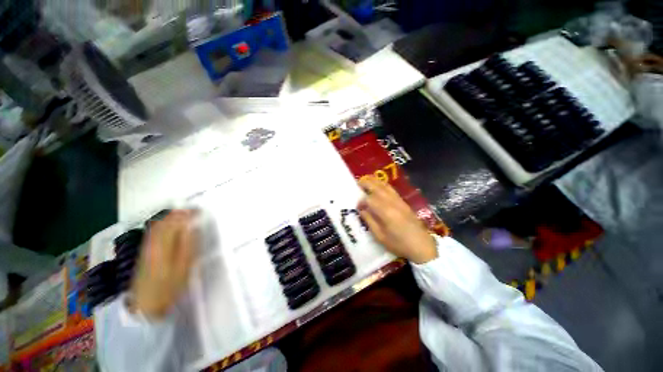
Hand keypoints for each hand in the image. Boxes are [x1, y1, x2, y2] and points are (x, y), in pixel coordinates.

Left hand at [130, 210, 197, 318]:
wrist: (145, 306)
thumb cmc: (169, 287)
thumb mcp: (183, 267)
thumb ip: (188, 245)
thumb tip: (192, 227)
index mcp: (164, 246)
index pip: (175, 223)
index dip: (187, 214)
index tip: (199, 211)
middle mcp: (153, 243)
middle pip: (164, 222)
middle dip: (178, 213)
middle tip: (192, 210)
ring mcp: (146, 248)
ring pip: (157, 226)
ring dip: (170, 217)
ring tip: (183, 214)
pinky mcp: (144, 253)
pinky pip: (153, 233)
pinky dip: (162, 225)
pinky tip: (168, 225)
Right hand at [358, 177, 437, 263]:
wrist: (421, 246)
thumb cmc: (399, 244)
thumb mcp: (380, 236)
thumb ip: (369, 221)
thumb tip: (361, 209)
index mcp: (385, 212)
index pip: (369, 199)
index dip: (361, 200)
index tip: (357, 206)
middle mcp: (392, 202)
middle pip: (377, 187)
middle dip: (366, 183)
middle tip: (357, 183)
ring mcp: (399, 201)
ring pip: (385, 186)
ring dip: (375, 181)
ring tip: (366, 180)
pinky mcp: (403, 202)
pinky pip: (391, 189)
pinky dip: (383, 184)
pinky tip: (379, 186)